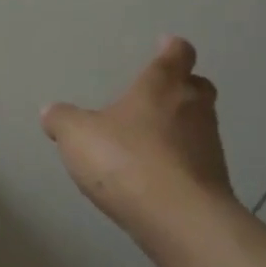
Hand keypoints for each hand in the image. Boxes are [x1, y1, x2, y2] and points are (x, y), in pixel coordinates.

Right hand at [41, 37, 236, 251]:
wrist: (180, 220)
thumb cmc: (127, 160)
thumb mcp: (78, 136)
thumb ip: (62, 120)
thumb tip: (50, 111)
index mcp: (162, 85)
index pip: (177, 54)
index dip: (171, 48)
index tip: (165, 46)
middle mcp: (193, 108)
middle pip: (198, 87)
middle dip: (183, 87)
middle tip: (159, 94)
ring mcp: (210, 147)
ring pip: (200, 125)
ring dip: (182, 128)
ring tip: (152, 141)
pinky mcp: (215, 183)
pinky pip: (197, 162)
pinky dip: (182, 163)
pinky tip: (158, 178)